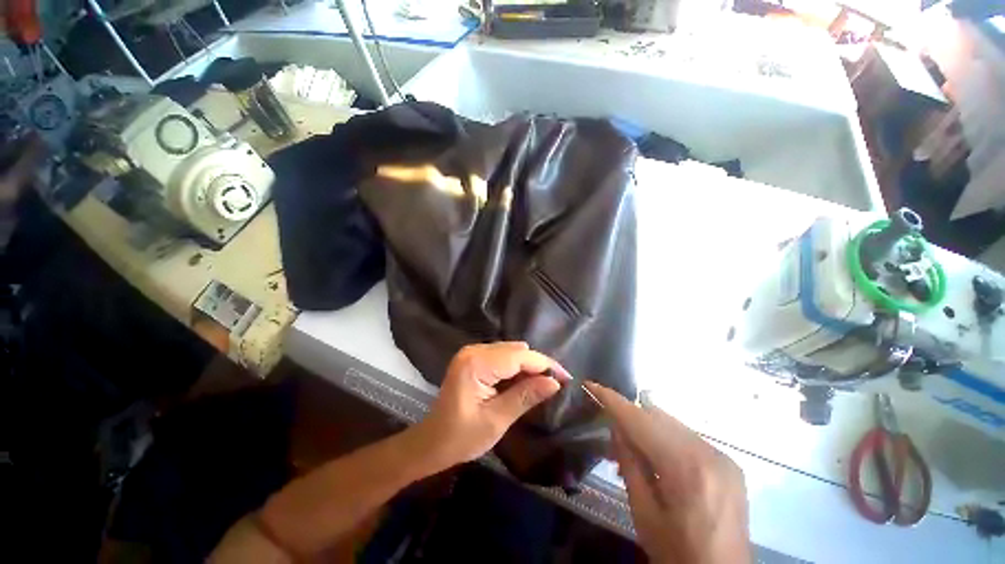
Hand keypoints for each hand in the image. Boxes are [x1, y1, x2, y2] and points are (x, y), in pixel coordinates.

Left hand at [409, 342, 569, 473]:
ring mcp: (472, 352)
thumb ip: (525, 397)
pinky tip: (524, 382)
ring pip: (511, 352)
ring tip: (544, 384)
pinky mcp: (473, 358)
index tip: (567, 378)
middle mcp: (474, 350)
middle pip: (516, 350)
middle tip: (557, 384)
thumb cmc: (461, 437)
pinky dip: (516, 367)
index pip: (519, 356)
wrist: (431, 443)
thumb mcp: (497, 420)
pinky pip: (502, 357)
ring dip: (528, 366)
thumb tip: (554, 382)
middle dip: (538, 365)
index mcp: (477, 363)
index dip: (545, 365)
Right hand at [584, 382, 749, 563]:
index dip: (613, 400)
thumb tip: (616, 427)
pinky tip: (658, 461)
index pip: (640, 420)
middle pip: (657, 416)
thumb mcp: (643, 513)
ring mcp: (723, 456)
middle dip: (629, 418)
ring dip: (647, 429)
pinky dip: (666, 440)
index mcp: (685, 468)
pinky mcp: (729, 463)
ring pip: (672, 424)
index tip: (590, 385)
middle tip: (609, 435)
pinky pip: (688, 437)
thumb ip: (629, 463)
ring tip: (631, 453)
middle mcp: (708, 453)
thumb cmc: (677, 554)